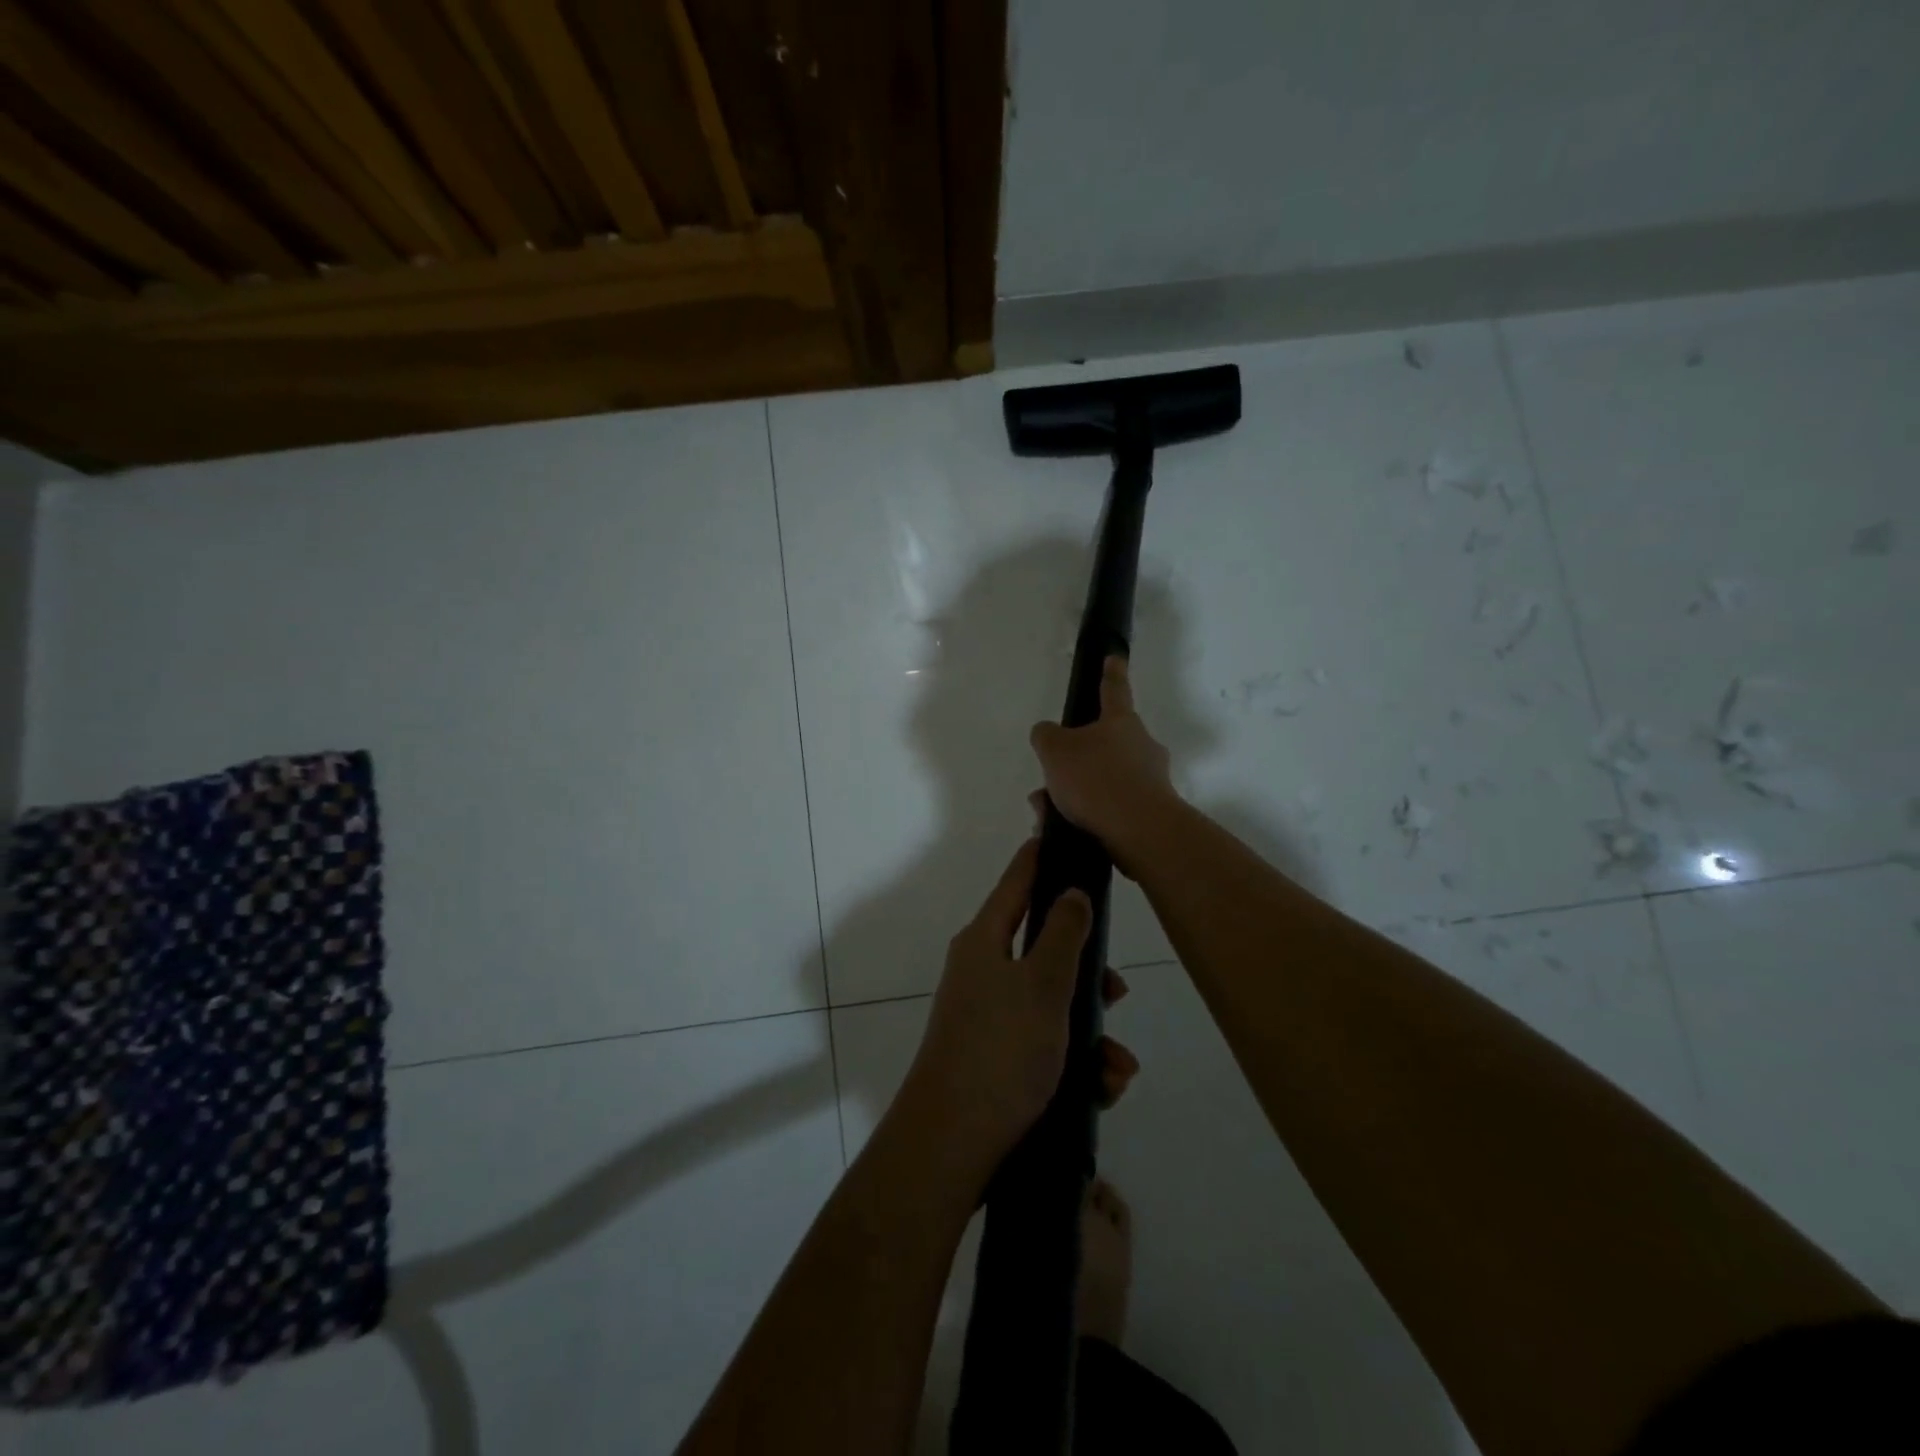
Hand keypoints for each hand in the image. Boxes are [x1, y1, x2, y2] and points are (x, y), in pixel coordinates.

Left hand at [899, 838, 1138, 1179]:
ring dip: (1091, 1031)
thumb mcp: (1043, 985)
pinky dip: (1075, 1061)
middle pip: (1044, 947)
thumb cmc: (1000, 1051)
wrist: (951, 1146)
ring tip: (1117, 1067)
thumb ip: (1064, 933)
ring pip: (1052, 1003)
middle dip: (1087, 970)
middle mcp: (983, 969)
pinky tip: (1102, 1091)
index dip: (1044, 856)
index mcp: (985, 939)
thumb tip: (1071, 890)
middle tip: (1118, 989)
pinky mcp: (996, 1057)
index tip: (1070, 837)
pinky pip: (1045, 1043)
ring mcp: (988, 1016)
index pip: (1018, 879)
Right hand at [1029, 656, 1179, 871]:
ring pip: (1103, 780)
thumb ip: (1046, 736)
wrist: (1140, 831)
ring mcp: (1151, 780)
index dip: (1111, 673)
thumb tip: (1047, 733)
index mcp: (1121, 722)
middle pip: (1104, 745)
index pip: (1114, 690)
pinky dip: (1087, 815)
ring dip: (1075, 794)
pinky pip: (1111, 808)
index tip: (1115, 658)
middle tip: (1049, 779)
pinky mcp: (1151, 812)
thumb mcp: (1055, 750)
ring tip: (1046, 814)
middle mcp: (1142, 746)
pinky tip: (1063, 829)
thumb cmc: (1097, 779)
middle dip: (1075, 761)